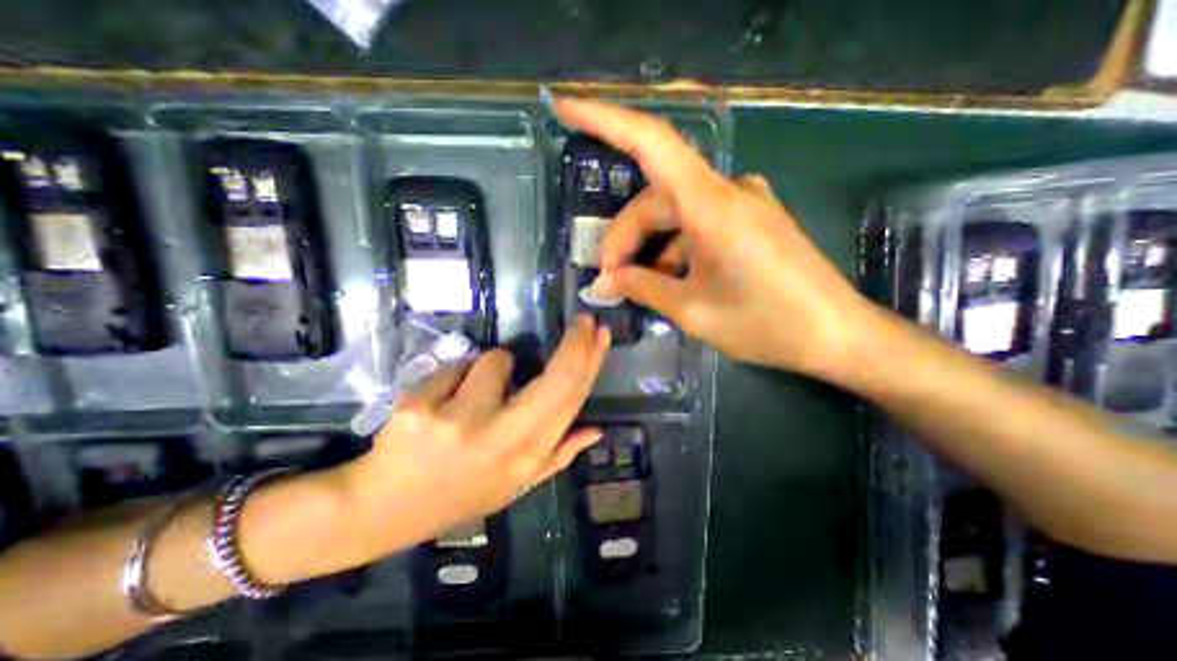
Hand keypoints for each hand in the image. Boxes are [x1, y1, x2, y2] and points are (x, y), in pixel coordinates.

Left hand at [337, 314, 606, 546]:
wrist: (385, 508)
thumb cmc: (461, 494)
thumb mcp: (516, 484)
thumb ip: (558, 456)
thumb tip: (595, 430)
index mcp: (525, 457)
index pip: (569, 401)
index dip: (589, 363)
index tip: (600, 334)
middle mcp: (500, 437)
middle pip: (553, 379)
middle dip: (575, 344)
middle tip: (584, 322)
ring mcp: (458, 419)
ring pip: (495, 360)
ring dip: (492, 368)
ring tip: (472, 398)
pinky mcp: (421, 405)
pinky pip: (456, 366)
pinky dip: (456, 377)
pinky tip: (440, 404)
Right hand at [552, 95, 872, 378]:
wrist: (837, 335)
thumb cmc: (766, 324)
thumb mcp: (693, 310)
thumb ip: (642, 288)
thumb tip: (601, 284)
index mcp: (712, 206)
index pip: (651, 143)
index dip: (604, 119)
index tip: (565, 106)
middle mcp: (727, 191)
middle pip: (655, 199)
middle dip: (624, 239)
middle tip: (609, 281)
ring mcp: (742, 203)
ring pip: (675, 214)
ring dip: (649, 248)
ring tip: (638, 287)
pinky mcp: (750, 220)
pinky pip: (698, 225)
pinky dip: (675, 249)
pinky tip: (670, 280)